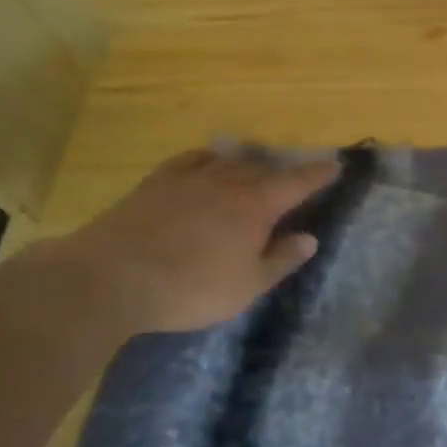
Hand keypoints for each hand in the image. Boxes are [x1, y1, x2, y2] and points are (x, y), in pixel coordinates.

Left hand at [34, 150, 339, 335]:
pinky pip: (190, 161)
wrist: (112, 277)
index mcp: (256, 205)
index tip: (334, 165)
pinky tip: (206, 163)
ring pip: (227, 162)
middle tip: (291, 178)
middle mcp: (227, 182)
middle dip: (281, 171)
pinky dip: (207, 159)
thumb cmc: (191, 288)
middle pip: (262, 168)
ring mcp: (189, 179)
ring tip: (253, 168)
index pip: (297, 182)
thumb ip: (281, 260)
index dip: (318, 174)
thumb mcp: (247, 285)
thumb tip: (309, 238)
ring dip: (247, 164)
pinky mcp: (155, 184)